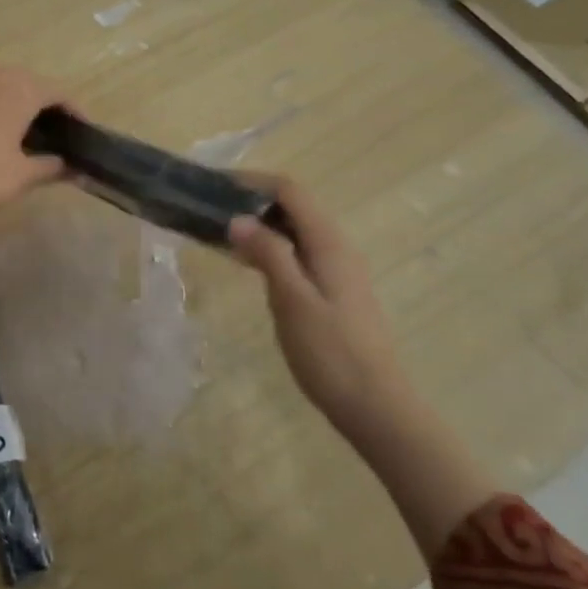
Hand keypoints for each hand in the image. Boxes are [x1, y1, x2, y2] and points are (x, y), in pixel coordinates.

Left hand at [0, 62, 68, 256]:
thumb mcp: (20, 177)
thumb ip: (52, 166)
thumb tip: (75, 167)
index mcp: (19, 89)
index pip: (57, 92)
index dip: (74, 111)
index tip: (82, 132)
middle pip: (27, 81)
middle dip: (43, 102)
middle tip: (52, 133)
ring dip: (10, 94)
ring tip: (16, 123)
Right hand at [228, 175, 402, 437]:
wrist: (376, 407)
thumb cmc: (331, 353)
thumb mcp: (292, 301)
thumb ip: (268, 254)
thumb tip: (238, 218)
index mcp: (329, 243)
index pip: (291, 191)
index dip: (254, 181)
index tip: (215, 185)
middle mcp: (337, 248)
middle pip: (294, 206)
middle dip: (254, 199)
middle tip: (211, 207)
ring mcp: (338, 270)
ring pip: (296, 230)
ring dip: (261, 224)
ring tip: (221, 231)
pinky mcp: (333, 291)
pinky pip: (298, 252)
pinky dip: (271, 247)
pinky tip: (248, 264)